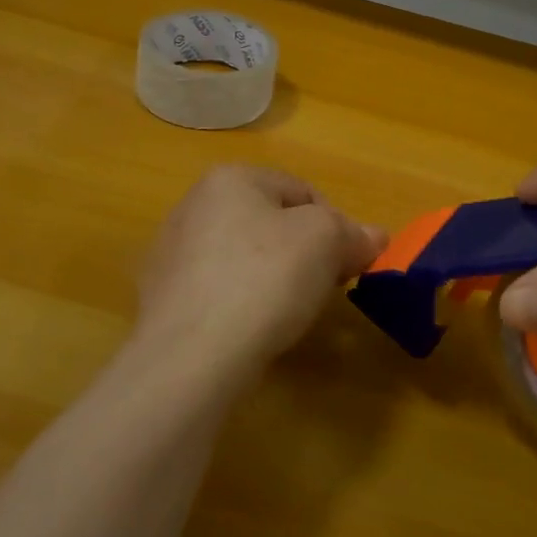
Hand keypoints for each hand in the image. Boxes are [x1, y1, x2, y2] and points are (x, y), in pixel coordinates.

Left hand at [134, 164, 385, 384]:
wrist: (190, 358)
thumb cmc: (263, 279)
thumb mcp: (325, 242)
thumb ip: (353, 233)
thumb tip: (374, 237)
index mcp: (230, 178)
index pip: (302, 192)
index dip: (336, 226)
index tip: (348, 264)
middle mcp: (194, 206)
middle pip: (271, 224)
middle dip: (304, 253)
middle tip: (323, 288)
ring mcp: (172, 255)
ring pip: (244, 259)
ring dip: (272, 280)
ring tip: (286, 314)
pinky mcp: (162, 300)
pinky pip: (219, 293)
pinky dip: (241, 306)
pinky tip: (251, 331)